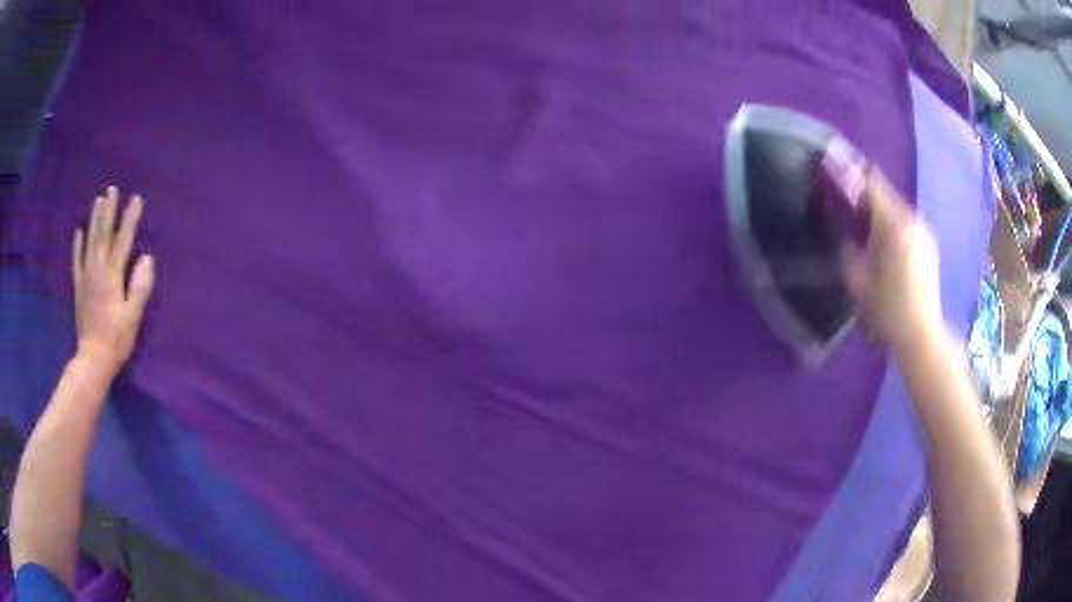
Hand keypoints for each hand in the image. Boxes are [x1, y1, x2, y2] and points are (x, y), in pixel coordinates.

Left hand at [72, 186, 154, 372]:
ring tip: (98, 201)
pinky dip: (77, 245)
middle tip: (111, 189)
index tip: (136, 199)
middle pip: (103, 235)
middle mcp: (97, 270)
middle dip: (109, 211)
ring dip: (94, 220)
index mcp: (112, 276)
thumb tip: (147, 259)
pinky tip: (78, 231)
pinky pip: (77, 261)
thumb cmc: (116, 340)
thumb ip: (139, 287)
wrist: (93, 359)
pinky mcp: (79, 288)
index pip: (122, 241)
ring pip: (90, 242)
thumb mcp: (132, 317)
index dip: (130, 219)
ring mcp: (86, 278)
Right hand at [840, 167, 943, 353]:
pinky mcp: (929, 246)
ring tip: (865, 225)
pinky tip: (886, 244)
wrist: (922, 336)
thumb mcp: (857, 281)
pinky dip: (893, 225)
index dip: (851, 172)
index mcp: (894, 223)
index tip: (833, 167)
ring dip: (880, 211)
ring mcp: (924, 232)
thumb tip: (845, 231)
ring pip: (897, 210)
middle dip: (865, 194)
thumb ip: (848, 249)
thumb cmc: (888, 309)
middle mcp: (912, 220)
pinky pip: (907, 224)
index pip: (872, 182)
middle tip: (847, 203)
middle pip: (886, 194)